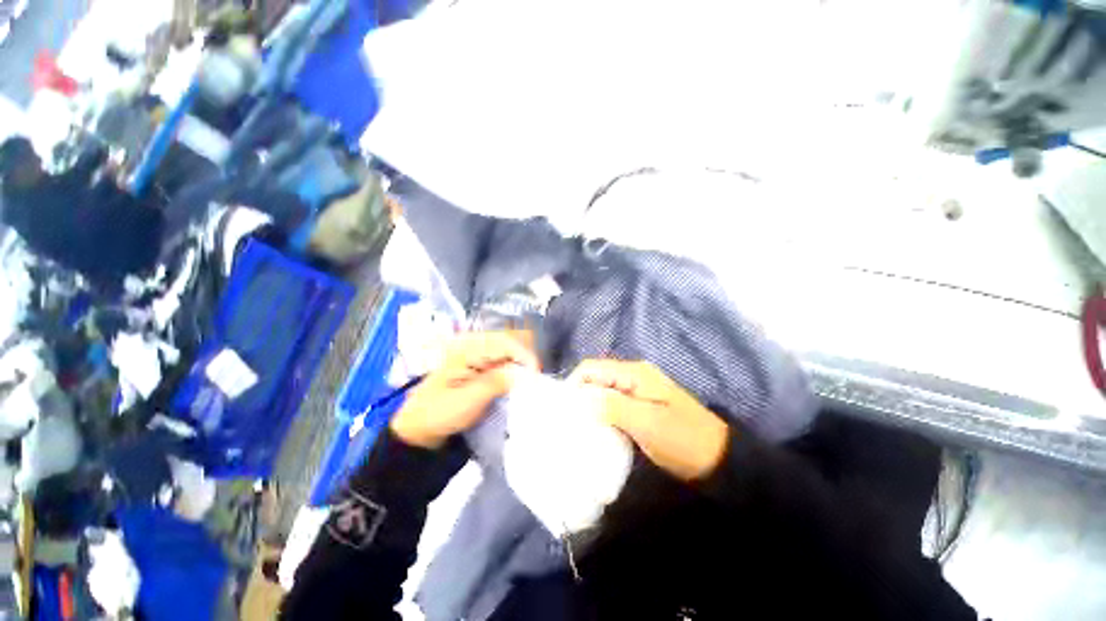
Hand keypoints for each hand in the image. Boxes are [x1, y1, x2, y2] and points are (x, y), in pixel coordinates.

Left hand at [390, 331, 538, 448]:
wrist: (421, 427)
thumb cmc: (440, 414)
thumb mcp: (467, 401)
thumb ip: (495, 383)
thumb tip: (523, 373)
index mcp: (466, 349)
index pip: (504, 342)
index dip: (524, 355)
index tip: (535, 374)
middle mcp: (473, 344)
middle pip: (509, 339)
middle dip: (525, 355)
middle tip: (534, 376)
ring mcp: (477, 352)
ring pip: (509, 346)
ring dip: (521, 360)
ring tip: (529, 377)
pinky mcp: (480, 362)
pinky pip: (504, 356)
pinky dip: (515, 365)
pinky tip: (518, 378)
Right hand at [570, 360, 729, 481]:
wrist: (716, 459)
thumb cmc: (682, 438)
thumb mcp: (646, 422)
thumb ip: (611, 405)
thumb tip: (579, 398)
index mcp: (633, 373)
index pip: (591, 368)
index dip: (573, 384)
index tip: (562, 410)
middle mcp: (632, 376)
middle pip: (595, 378)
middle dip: (579, 396)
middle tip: (567, 421)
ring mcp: (636, 391)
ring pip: (602, 392)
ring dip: (588, 406)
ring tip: (577, 427)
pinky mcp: (639, 407)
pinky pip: (612, 404)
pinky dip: (600, 414)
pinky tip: (595, 430)